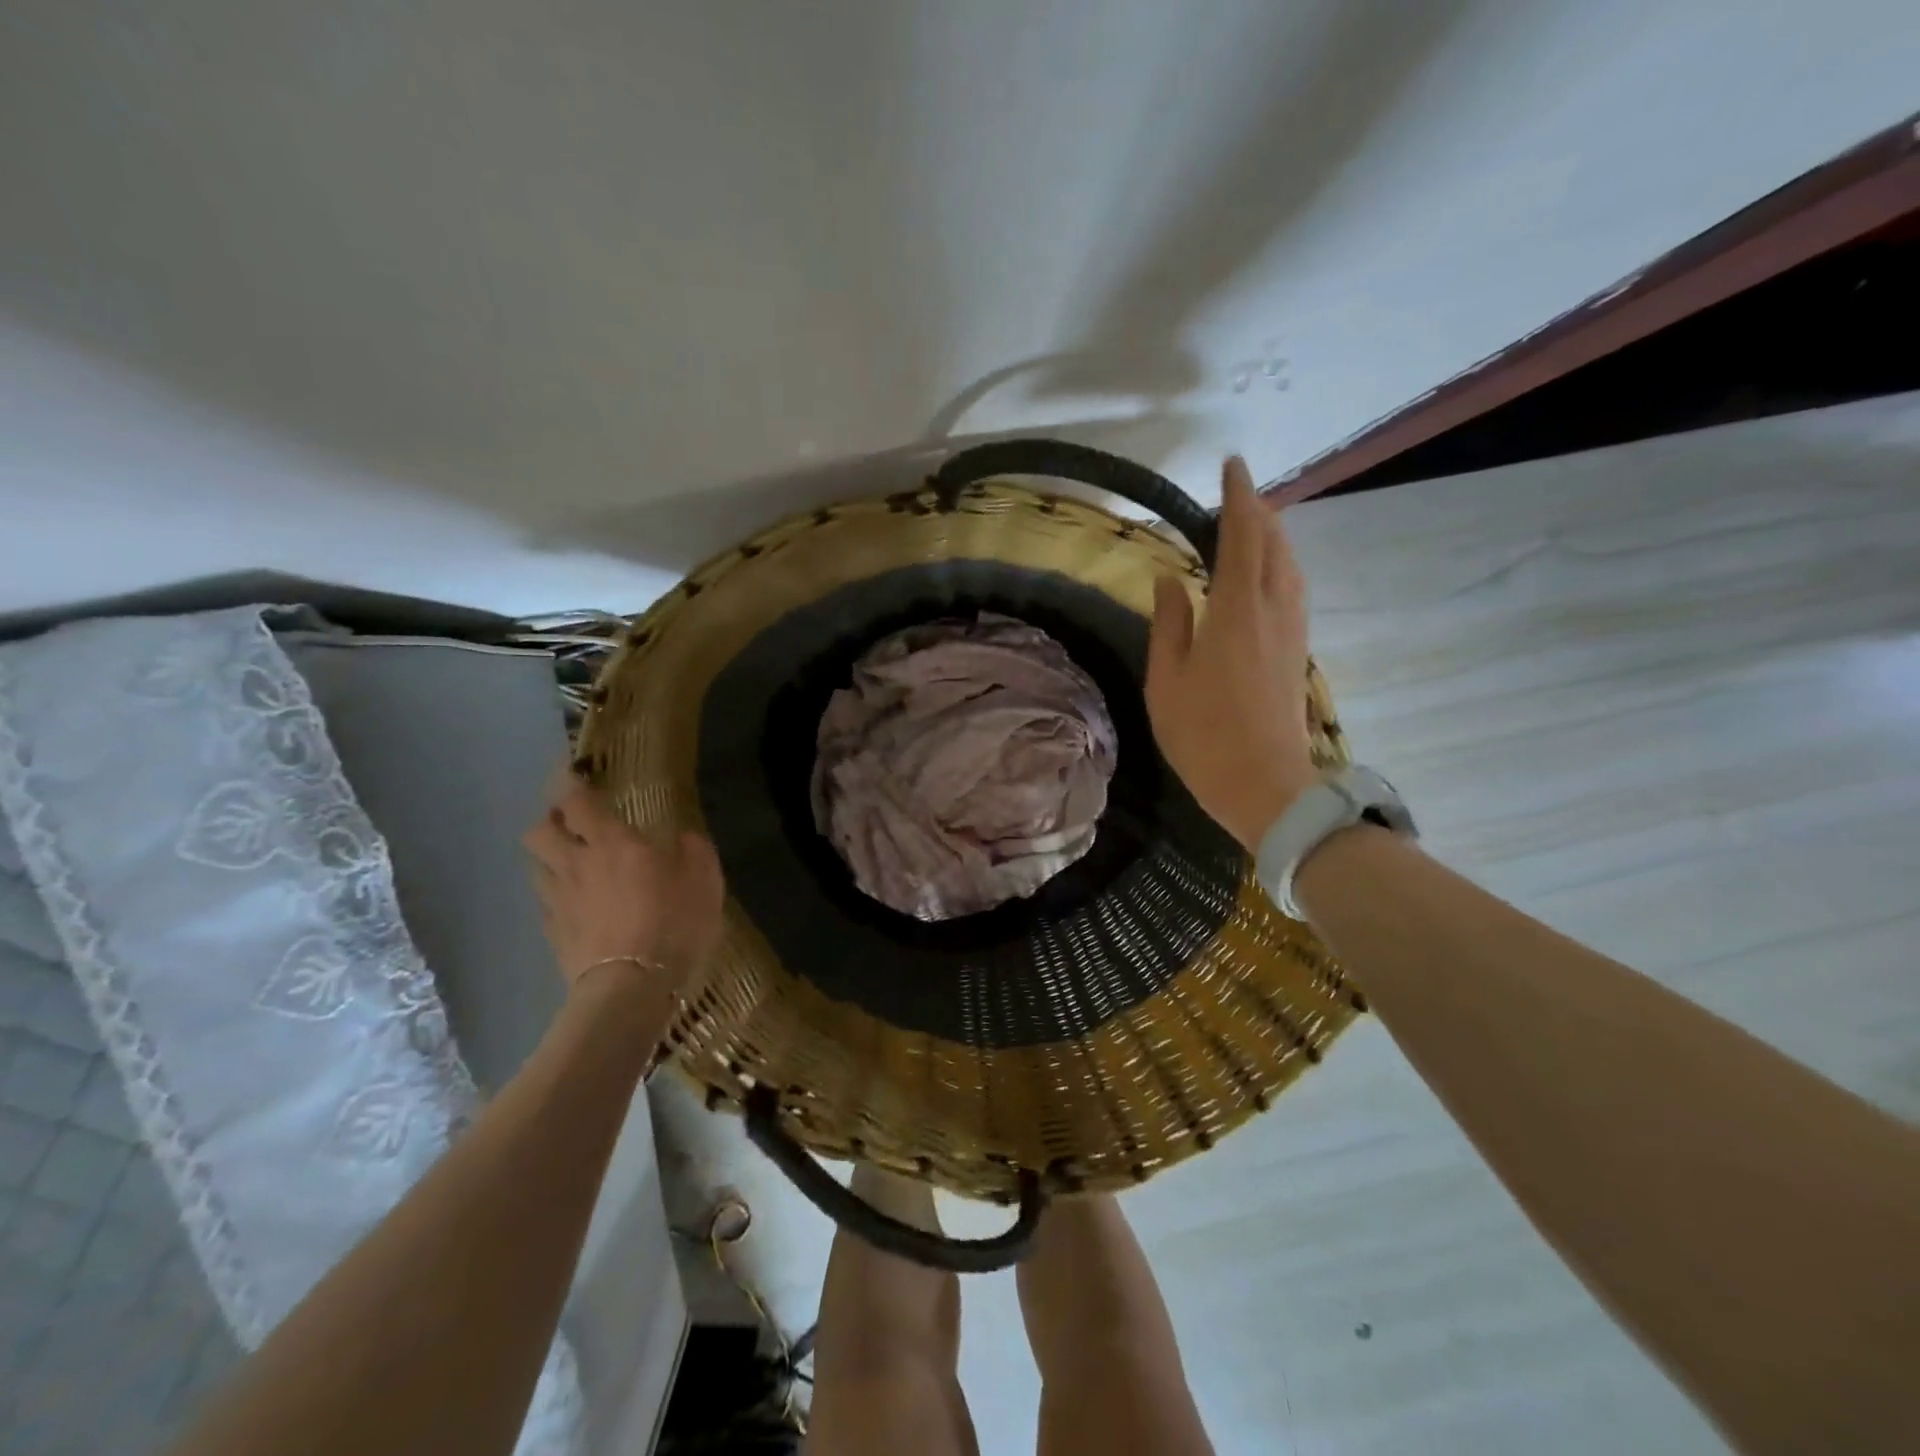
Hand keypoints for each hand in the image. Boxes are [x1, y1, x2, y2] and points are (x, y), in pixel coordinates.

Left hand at [522, 776, 725, 994]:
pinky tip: (575, 905)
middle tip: (570, 823)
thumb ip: (693, 851)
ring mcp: (559, 901)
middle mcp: (576, 864)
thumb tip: (683, 839)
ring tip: (570, 862)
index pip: (577, 802)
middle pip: (540, 832)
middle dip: (550, 821)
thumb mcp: (704, 880)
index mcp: (612, 842)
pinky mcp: (553, 934)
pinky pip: (546, 904)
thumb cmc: (673, 922)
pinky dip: (557, 896)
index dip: (571, 785)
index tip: (573, 775)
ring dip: (550, 858)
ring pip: (537, 867)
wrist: (632, 985)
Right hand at [1146, 456, 1317, 850]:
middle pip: (1276, 543)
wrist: (1264, 784)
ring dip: (1273, 536)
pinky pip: (1293, 588)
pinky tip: (1266, 574)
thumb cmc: (1203, 733)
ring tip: (1252, 524)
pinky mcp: (1297, 650)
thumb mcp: (1167, 679)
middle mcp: (1274, 609)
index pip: (1243, 535)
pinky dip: (1280, 564)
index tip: (1231, 465)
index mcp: (1237, 609)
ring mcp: (1292, 630)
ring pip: (1291, 565)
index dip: (1238, 497)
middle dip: (1259, 511)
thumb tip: (1169, 578)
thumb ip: (1169, 622)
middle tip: (1237, 493)